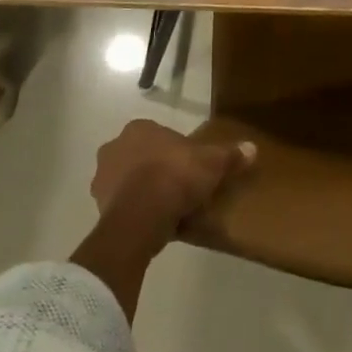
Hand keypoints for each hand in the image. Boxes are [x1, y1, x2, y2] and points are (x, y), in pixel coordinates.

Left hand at [89, 119, 255, 253]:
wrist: (142, 216)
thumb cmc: (176, 176)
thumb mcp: (212, 163)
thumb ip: (230, 155)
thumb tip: (253, 148)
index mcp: (139, 129)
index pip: (159, 134)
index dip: (176, 149)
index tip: (190, 164)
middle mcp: (114, 148)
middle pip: (141, 156)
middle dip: (156, 167)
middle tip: (180, 184)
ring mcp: (102, 179)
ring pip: (128, 181)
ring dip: (143, 190)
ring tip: (168, 206)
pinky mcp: (99, 208)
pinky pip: (123, 205)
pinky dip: (136, 211)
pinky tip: (155, 222)